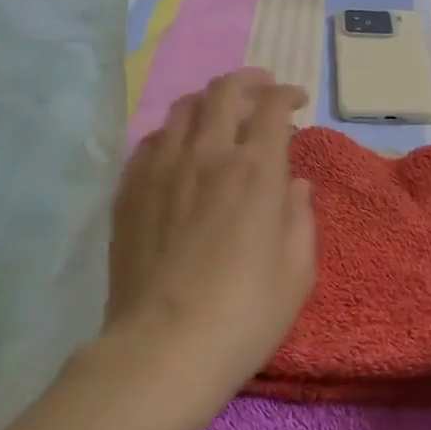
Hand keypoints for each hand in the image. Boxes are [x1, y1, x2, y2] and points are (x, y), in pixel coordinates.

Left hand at [104, 69, 315, 407]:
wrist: (163, 348)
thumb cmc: (244, 314)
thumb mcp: (297, 271)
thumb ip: (301, 217)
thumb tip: (296, 185)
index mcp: (255, 169)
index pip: (272, 107)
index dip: (287, 94)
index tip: (297, 100)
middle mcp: (207, 154)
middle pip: (224, 92)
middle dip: (250, 81)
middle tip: (262, 89)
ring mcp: (161, 168)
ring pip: (183, 109)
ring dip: (209, 101)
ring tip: (220, 113)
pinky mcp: (129, 189)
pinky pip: (152, 140)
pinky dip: (175, 132)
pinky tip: (180, 150)